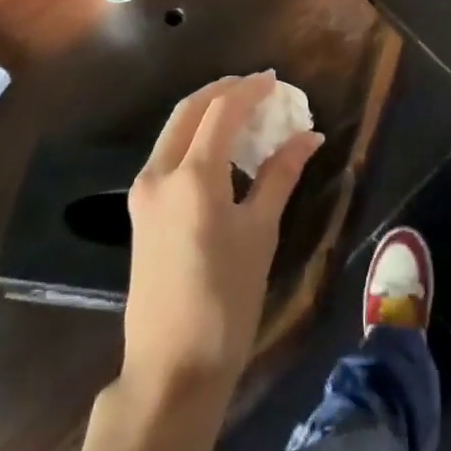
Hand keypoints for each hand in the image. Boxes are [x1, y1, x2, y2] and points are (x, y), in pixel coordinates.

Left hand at [122, 71, 324, 405]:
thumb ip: (280, 175)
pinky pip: (169, 154)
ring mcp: (144, 191)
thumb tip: (309, 137)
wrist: (171, 369)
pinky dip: (195, 138)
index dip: (251, 90)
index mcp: (192, 175)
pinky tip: (221, 150)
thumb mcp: (260, 233)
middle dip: (224, 91)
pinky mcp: (140, 210)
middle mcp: (160, 172)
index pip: (222, 110)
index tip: (276, 80)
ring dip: (207, 112)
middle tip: (258, 88)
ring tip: (244, 113)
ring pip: (175, 129)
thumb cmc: (226, 301)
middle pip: (190, 109)